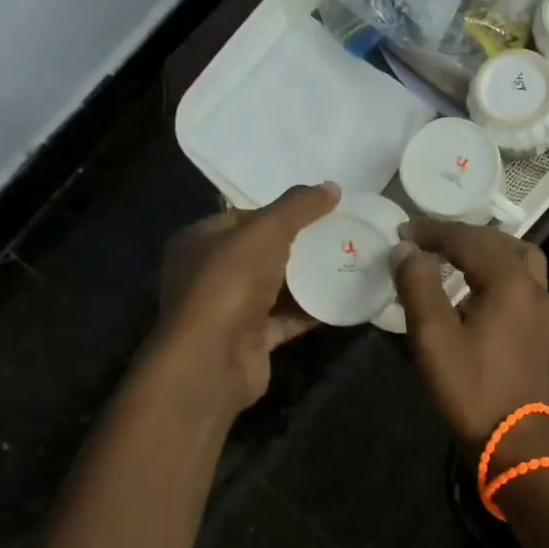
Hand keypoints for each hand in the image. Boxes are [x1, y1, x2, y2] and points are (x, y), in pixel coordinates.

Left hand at [156, 182, 338, 412]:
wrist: (213, 360)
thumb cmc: (229, 284)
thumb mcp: (266, 232)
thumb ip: (298, 207)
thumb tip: (331, 187)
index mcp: (199, 240)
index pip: (242, 216)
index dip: (279, 211)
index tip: (319, 210)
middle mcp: (208, 273)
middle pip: (261, 252)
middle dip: (299, 244)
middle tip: (340, 234)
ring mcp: (228, 309)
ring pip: (275, 286)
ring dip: (307, 278)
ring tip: (348, 261)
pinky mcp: (250, 338)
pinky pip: (286, 318)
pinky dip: (310, 310)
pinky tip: (343, 298)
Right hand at [390, 221, 548, 449]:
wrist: (513, 439)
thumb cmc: (470, 387)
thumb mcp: (433, 336)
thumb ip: (418, 285)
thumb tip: (406, 249)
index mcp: (509, 281)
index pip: (468, 240)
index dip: (433, 232)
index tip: (401, 231)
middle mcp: (532, 285)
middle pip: (496, 242)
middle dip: (458, 236)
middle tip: (423, 240)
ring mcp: (541, 306)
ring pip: (516, 256)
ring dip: (484, 247)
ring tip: (451, 253)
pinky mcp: (539, 325)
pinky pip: (520, 277)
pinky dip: (496, 266)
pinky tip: (474, 282)